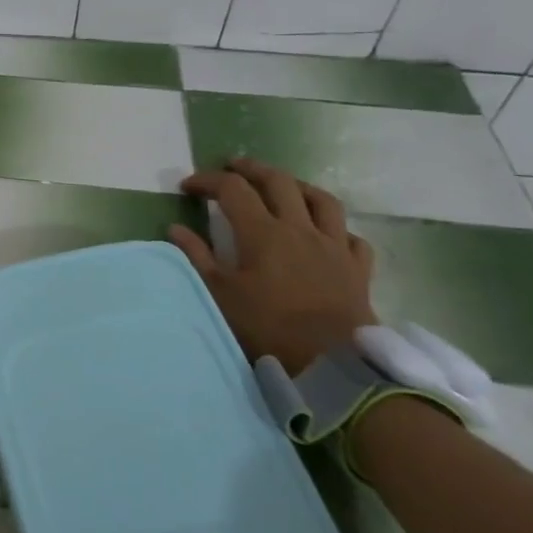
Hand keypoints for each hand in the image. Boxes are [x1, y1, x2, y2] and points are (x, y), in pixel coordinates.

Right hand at [166, 158, 377, 374]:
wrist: (334, 365)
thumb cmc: (269, 328)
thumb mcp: (222, 295)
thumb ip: (198, 257)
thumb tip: (175, 229)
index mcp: (263, 232)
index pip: (233, 189)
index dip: (208, 181)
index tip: (189, 186)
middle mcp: (299, 228)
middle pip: (278, 182)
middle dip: (252, 169)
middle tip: (234, 166)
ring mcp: (334, 246)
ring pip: (321, 200)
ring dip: (298, 186)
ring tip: (284, 186)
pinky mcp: (358, 269)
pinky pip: (352, 237)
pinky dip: (336, 229)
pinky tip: (327, 234)